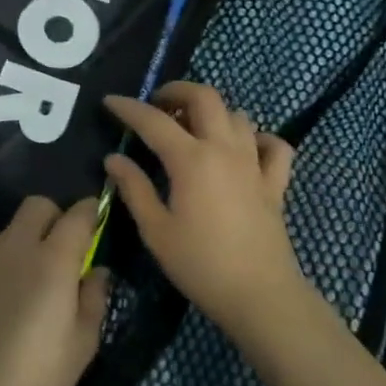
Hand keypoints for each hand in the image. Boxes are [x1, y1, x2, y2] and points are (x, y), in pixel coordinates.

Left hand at [0, 195, 109, 385]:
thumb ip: (95, 296)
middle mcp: (17, 248)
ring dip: (27, 239)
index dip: (91, 212)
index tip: (97, 223)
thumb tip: (97, 270)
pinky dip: (3, 259)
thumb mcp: (83, 342)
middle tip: (64, 251)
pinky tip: (5, 296)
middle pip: (38, 206)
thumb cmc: (38, 376)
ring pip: (11, 228)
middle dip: (56, 218)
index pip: (77, 215)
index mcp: (54, 261)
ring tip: (31, 279)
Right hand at [103, 82, 307, 338]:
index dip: (129, 108)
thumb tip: (114, 158)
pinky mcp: (275, 183)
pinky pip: (273, 146)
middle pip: (205, 97)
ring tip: (192, 128)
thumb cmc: (200, 264)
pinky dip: (258, 139)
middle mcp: (225, 149)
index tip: (110, 102)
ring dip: (213, 113)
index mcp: (191, 159)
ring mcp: (255, 163)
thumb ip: (134, 188)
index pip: (154, 121)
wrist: (259, 294)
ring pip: (238, 116)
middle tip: (157, 105)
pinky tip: (245, 149)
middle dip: (177, 91)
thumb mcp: (156, 230)